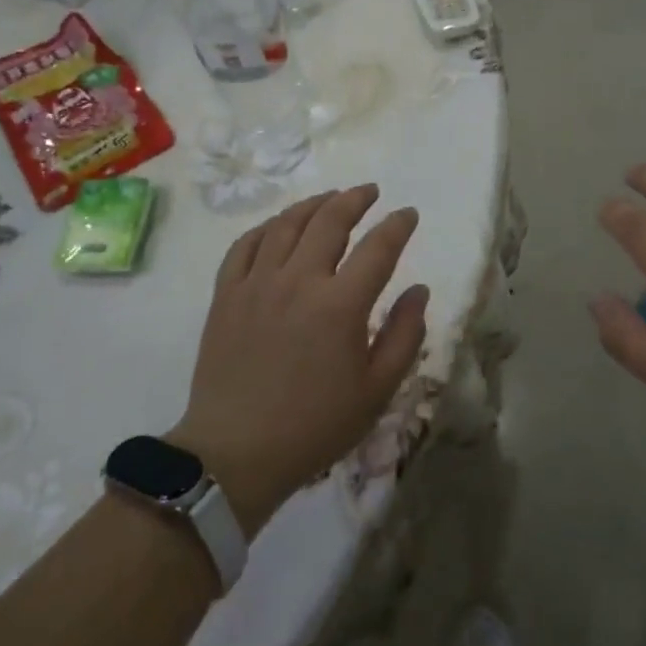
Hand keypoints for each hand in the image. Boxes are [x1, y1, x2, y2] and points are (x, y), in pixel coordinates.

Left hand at [173, 185, 427, 536]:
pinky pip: (245, 244)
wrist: (235, 454)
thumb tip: (419, 290)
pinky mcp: (226, 295)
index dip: (398, 225)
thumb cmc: (315, 425)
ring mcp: (257, 283)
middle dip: (356, 199)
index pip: (378, 247)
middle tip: (371, 191)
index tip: (408, 214)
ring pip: (287, 224)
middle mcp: (299, 281)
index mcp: (341, 305)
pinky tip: (279, 225)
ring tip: (330, 197)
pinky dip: (267, 226)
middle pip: (330, 220)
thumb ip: (405, 334)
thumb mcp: (377, 390)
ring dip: (314, 204)